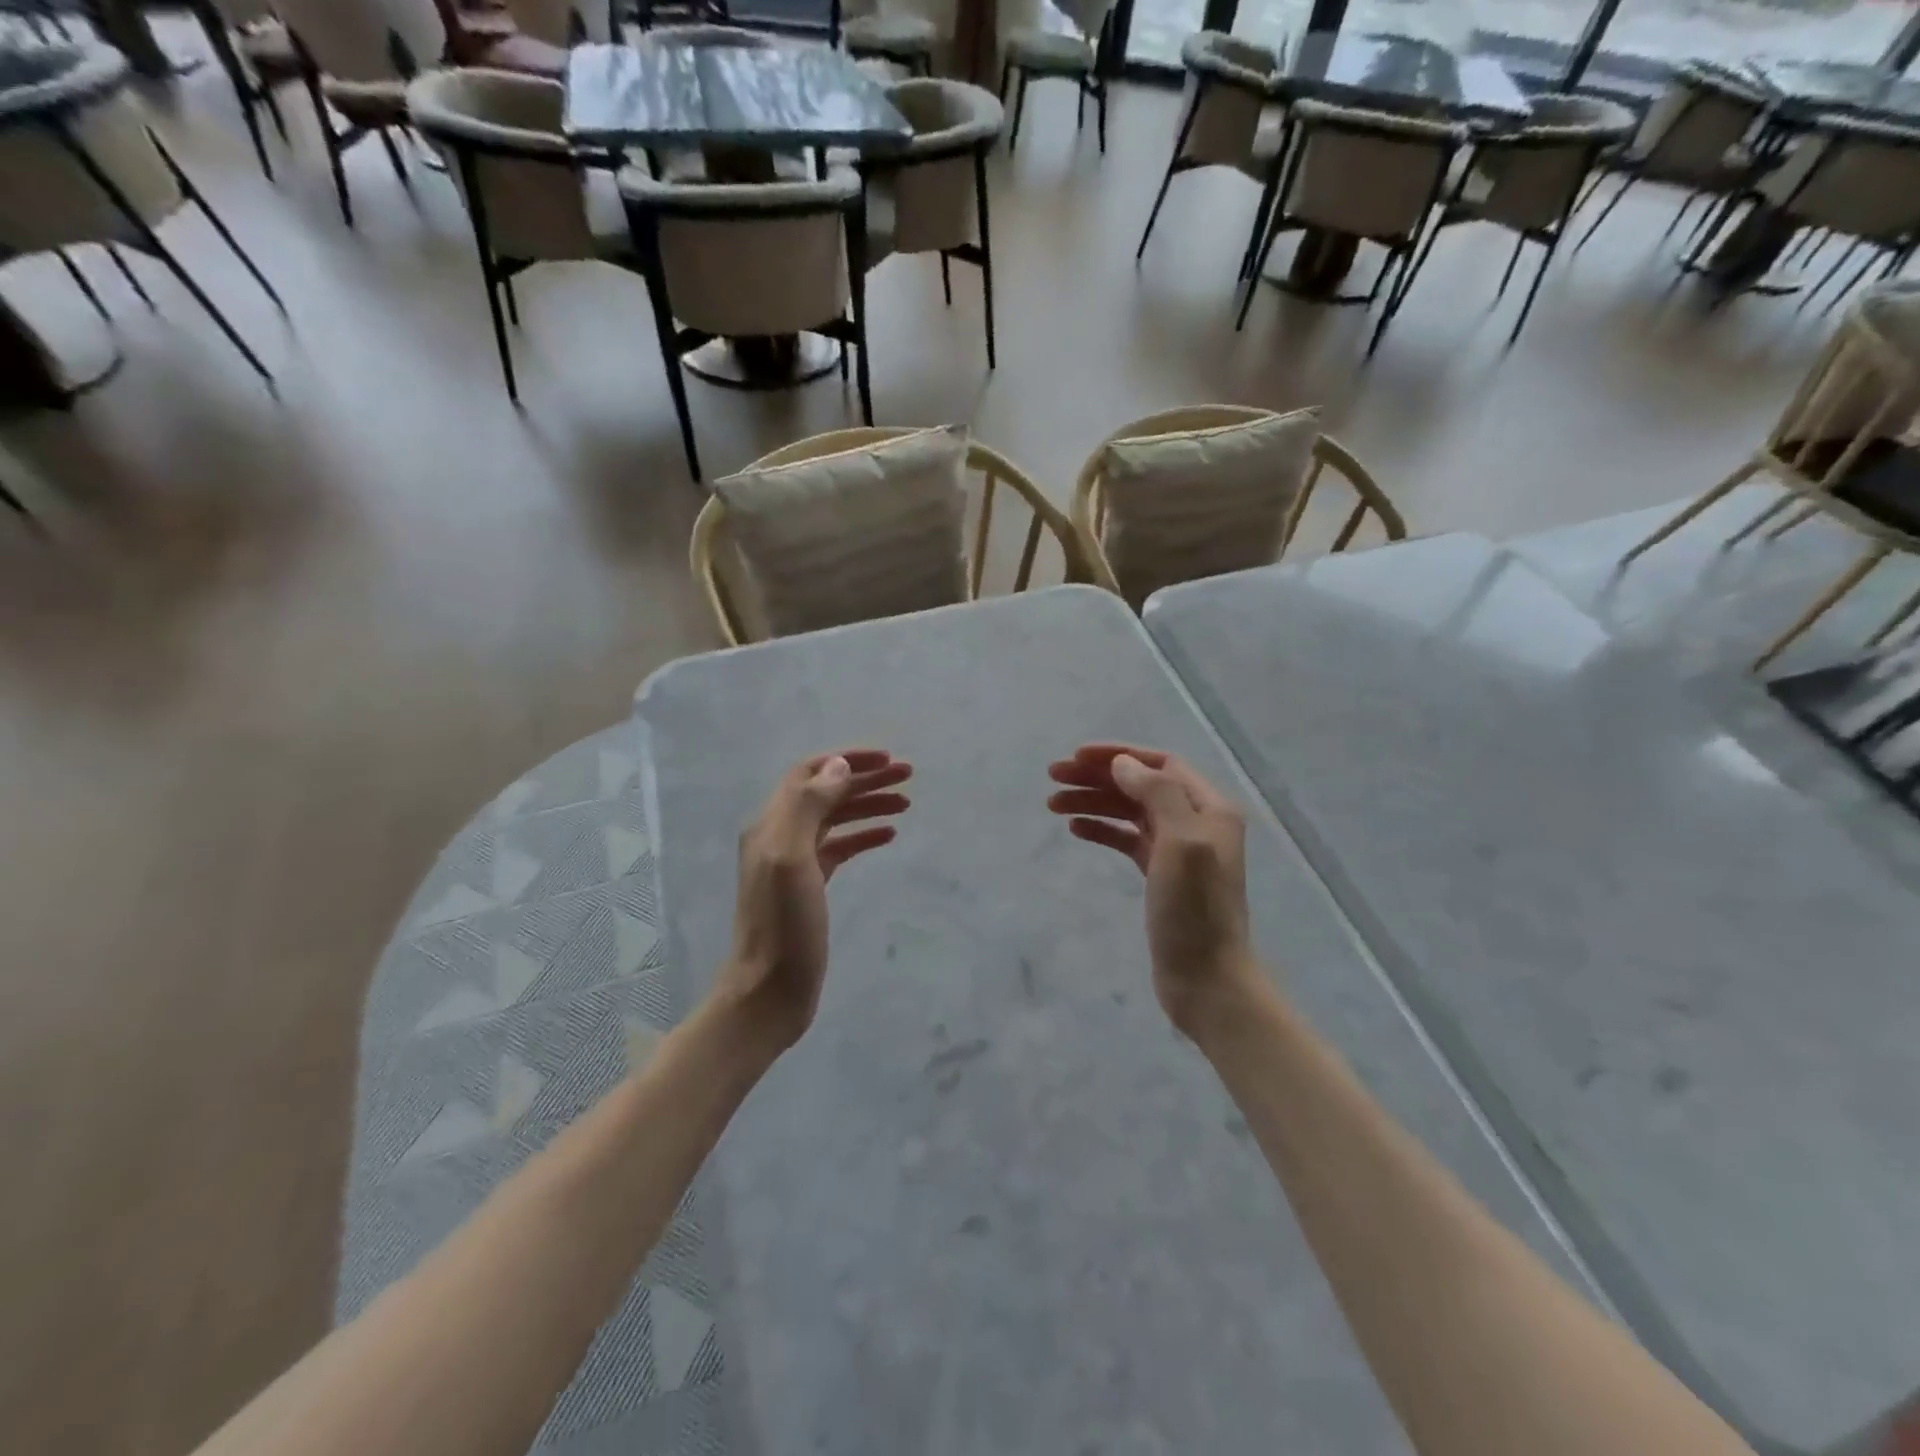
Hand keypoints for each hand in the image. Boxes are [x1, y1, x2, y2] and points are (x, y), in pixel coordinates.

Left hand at [715, 748, 911, 1054]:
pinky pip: (839, 847)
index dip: (848, 760)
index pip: (811, 774)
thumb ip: (808, 807)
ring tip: (905, 803)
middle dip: (865, 779)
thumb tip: (838, 765)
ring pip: (835, 818)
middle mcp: (780, 835)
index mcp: (772, 823)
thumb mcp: (791, 859)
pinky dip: (863, 835)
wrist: (769, 991)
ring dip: (868, 805)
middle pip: (826, 793)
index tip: (888, 760)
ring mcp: (795, 862)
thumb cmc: (783, 926)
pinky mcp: (809, 885)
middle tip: (907, 775)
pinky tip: (888, 835)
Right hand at [1048, 744, 1259, 1035]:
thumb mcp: (1181, 843)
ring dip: (1094, 802)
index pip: (1160, 764)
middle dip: (1097, 777)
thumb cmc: (1194, 910)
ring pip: (1129, 812)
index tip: (1076, 757)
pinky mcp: (1161, 876)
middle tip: (1052, 777)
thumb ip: (1156, 795)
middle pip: (1140, 785)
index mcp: (1210, 808)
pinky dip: (1102, 830)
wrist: (1207, 979)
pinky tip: (1076, 829)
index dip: (1118, 755)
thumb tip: (1122, 763)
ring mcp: (1178, 850)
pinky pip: (1127, 840)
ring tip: (1053, 804)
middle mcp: (1196, 822)